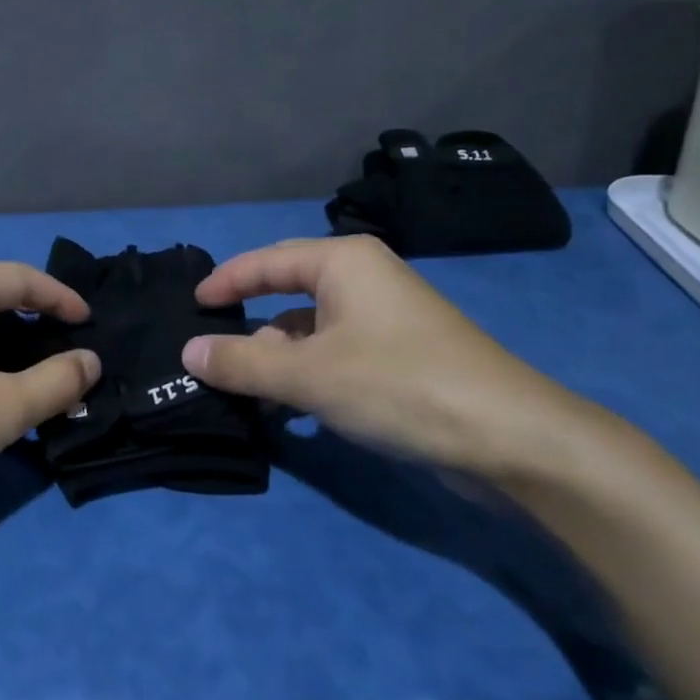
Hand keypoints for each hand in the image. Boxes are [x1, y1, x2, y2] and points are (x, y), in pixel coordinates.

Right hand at [180, 236, 600, 475]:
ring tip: (243, 393)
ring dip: (276, 359)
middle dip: (248, 324)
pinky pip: (334, 355)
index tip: (191, 306)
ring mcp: (385, 319)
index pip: (266, 261)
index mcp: (342, 262)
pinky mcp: (399, 357)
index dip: (225, 282)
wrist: (509, 437)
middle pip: (287, 293)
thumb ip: (242, 362)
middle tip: (207, 350)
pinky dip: (306, 377)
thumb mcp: (307, 374)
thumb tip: (189, 352)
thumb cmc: (398, 384)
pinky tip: (290, 412)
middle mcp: (363, 279)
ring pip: (310, 331)